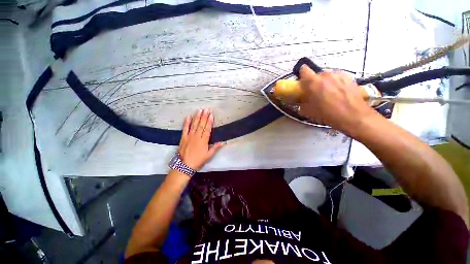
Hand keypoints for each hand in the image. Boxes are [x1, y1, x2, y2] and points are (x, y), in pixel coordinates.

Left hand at [178, 108, 223, 170]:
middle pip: (201, 125)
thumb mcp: (208, 155)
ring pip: (194, 125)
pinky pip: (185, 129)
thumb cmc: (198, 160)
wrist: (185, 165)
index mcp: (204, 141)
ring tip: (199, 110)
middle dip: (204, 117)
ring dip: (197, 117)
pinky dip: (186, 123)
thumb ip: (215, 148)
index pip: (207, 129)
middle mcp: (197, 136)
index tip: (211, 115)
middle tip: (206, 109)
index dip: (210, 122)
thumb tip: (222, 142)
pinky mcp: (183, 138)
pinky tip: (188, 117)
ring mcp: (189, 136)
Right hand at [298, 65, 377, 133]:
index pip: (304, 70)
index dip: (302, 75)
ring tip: (330, 94)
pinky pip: (338, 78)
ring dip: (326, 83)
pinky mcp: (349, 77)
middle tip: (317, 93)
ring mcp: (339, 75)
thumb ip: (302, 104)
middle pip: (317, 75)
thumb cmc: (327, 114)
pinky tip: (339, 93)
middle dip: (315, 83)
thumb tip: (301, 103)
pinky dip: (336, 84)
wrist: (353, 116)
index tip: (303, 83)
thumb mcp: (308, 112)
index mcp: (313, 82)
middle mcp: (326, 75)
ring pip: (328, 77)